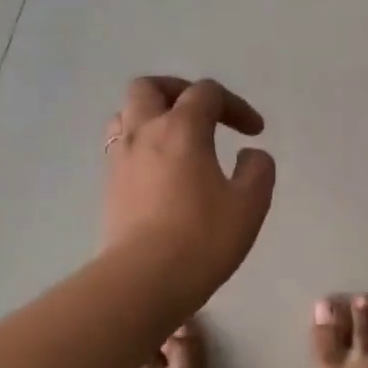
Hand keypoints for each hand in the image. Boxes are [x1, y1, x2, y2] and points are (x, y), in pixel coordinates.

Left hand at [102, 77, 275, 304]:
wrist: (144, 280)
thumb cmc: (203, 238)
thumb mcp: (250, 204)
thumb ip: (258, 170)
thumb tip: (250, 155)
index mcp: (181, 129)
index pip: (207, 94)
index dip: (235, 105)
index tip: (255, 131)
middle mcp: (144, 133)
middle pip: (150, 87)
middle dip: (180, 91)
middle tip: (203, 114)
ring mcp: (120, 159)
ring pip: (126, 114)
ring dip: (153, 115)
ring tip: (176, 138)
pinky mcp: (109, 186)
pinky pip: (121, 146)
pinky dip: (142, 144)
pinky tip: (160, 170)